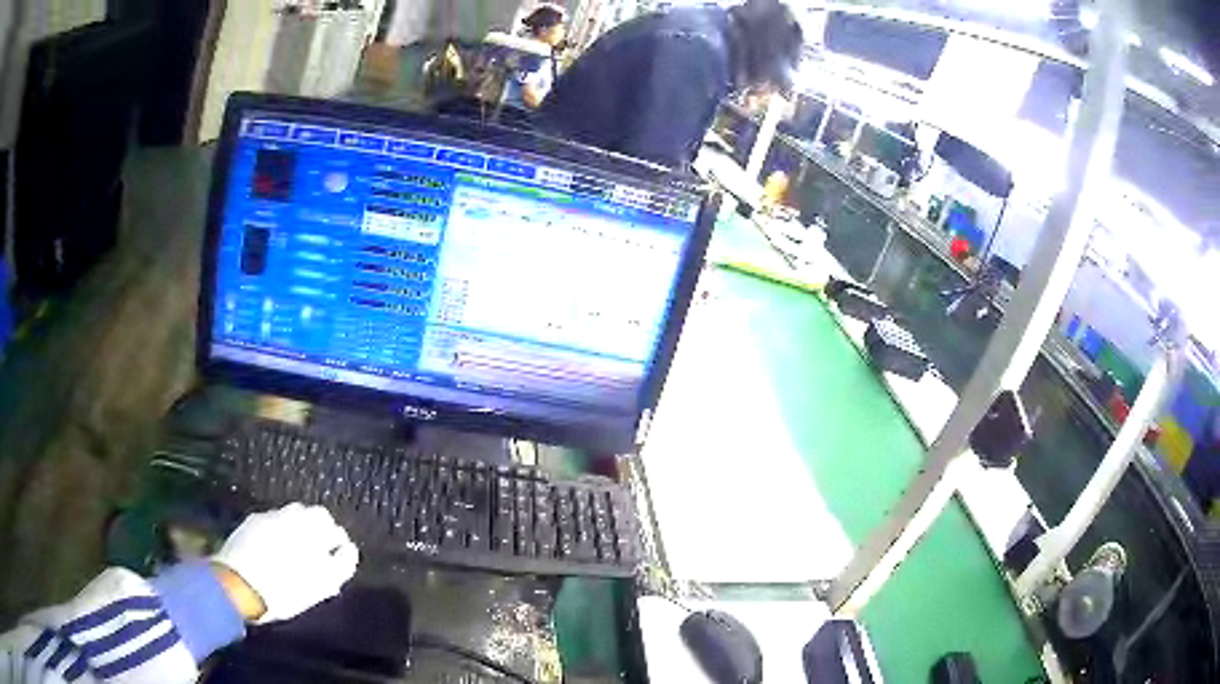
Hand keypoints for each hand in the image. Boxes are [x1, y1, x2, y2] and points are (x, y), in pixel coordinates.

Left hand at [212, 503, 358, 623]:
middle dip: (319, 532)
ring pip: (292, 518)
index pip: (335, 529)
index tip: (340, 560)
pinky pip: (273, 524)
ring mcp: (269, 517)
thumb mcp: (321, 584)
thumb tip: (350, 549)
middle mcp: (291, 515)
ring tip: (297, 554)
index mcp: (312, 528)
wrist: (237, 583)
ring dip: (298, 531)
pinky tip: (275, 552)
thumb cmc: (284, 589)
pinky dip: (279, 534)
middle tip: (319, 555)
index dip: (340, 545)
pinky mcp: (251, 523)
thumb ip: (341, 565)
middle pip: (314, 517)